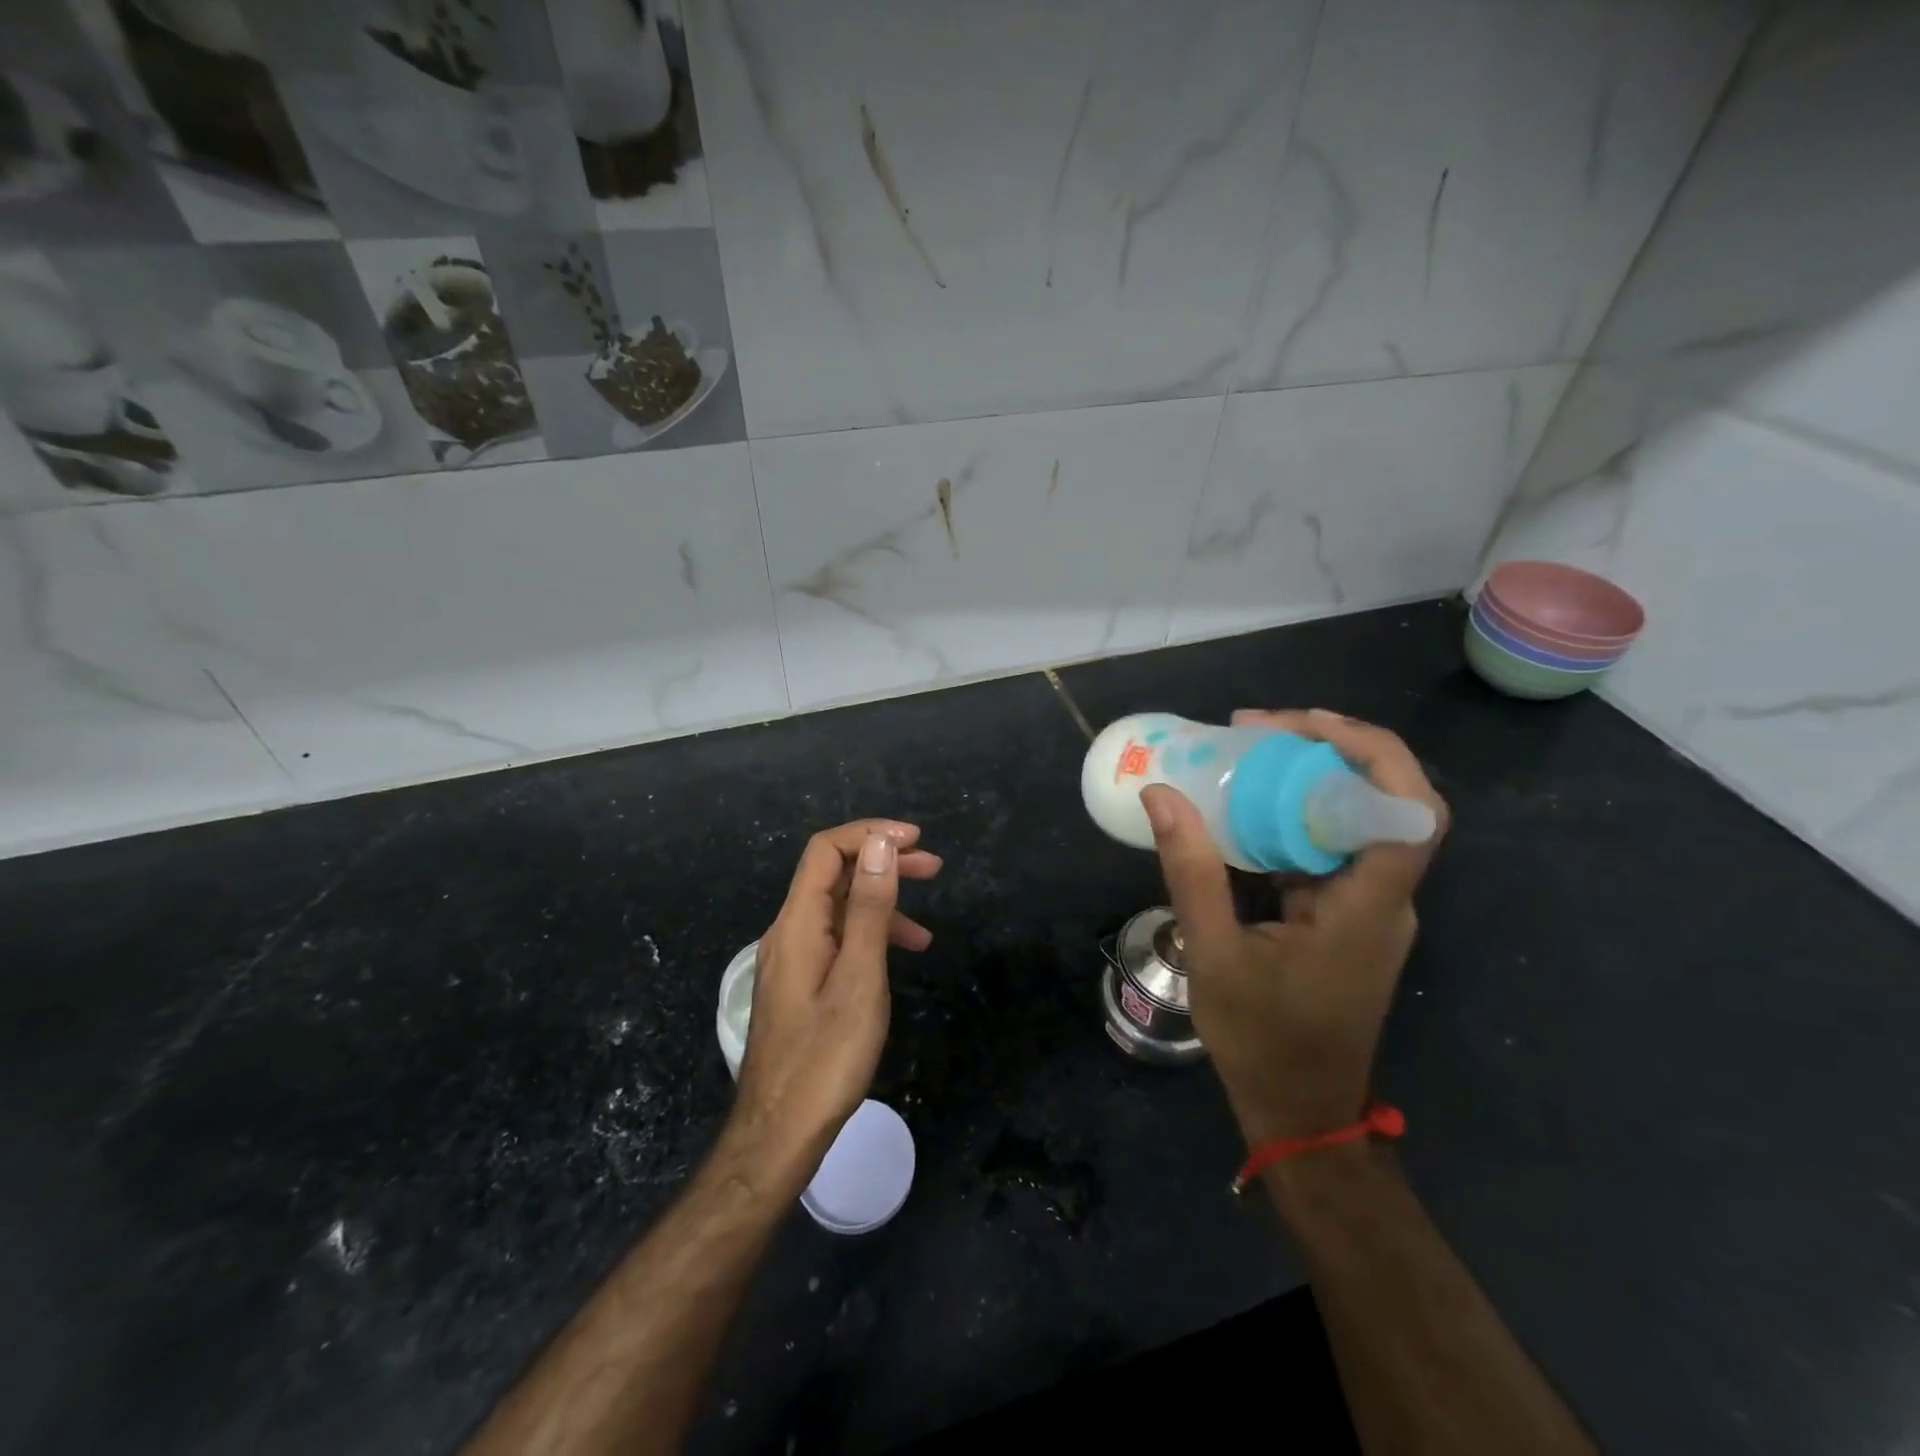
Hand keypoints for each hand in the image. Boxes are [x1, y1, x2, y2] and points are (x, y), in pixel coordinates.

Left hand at [731, 819, 941, 1171]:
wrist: (779, 1133)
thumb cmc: (826, 1058)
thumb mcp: (859, 978)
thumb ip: (869, 908)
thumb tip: (880, 845)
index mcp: (797, 924)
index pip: (826, 851)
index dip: (870, 834)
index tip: (915, 840)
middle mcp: (788, 932)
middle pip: (833, 875)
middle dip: (882, 863)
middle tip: (933, 867)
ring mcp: (792, 960)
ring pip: (837, 910)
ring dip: (881, 904)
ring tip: (927, 924)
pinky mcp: (800, 985)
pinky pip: (836, 942)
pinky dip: (870, 937)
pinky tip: (900, 959)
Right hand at [1140, 710, 1447, 1144]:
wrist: (1300, 1111)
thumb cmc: (1263, 1041)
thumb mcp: (1214, 954)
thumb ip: (1191, 871)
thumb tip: (1162, 795)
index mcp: (1368, 909)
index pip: (1409, 813)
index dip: (1370, 754)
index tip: (1299, 726)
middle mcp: (1386, 900)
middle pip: (1388, 801)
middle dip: (1330, 749)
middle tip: (1257, 729)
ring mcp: (1371, 909)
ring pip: (1359, 820)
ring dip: (1311, 778)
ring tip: (1246, 753)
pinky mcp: (1349, 917)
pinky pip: (1331, 847)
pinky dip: (1296, 815)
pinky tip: (1247, 809)